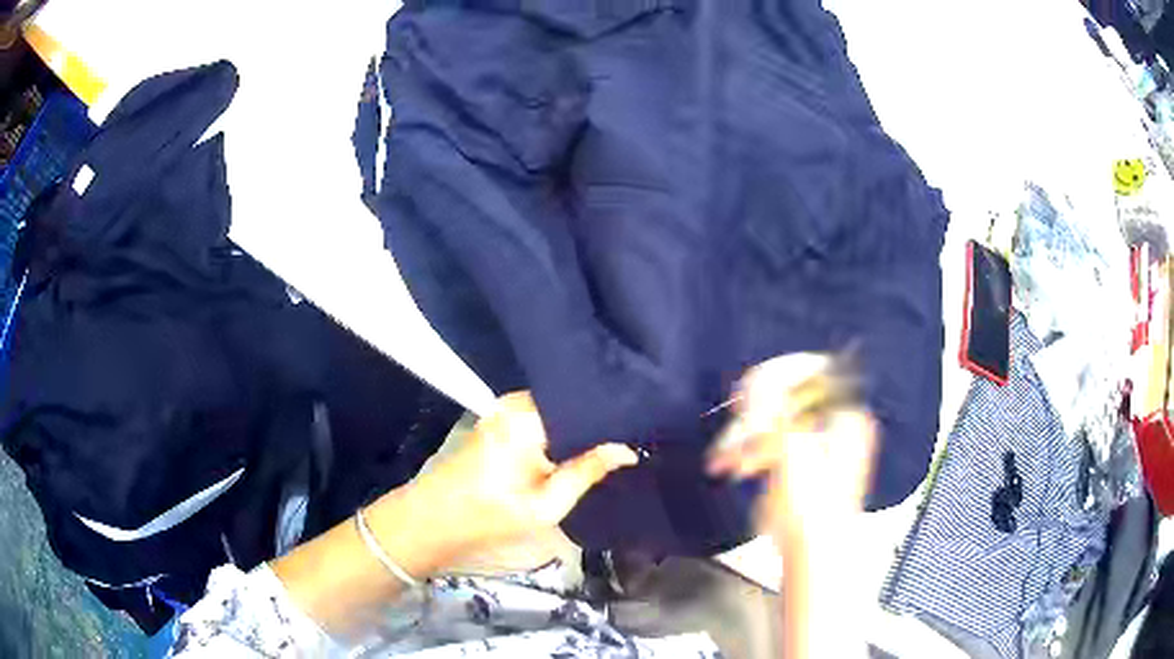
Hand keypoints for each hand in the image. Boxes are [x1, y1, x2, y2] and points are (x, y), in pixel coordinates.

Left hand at [378, 392, 637, 576]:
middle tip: (635, 436)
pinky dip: (560, 433)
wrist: (433, 521)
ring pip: (557, 412)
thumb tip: (628, 449)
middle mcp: (516, 402)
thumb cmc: (491, 515)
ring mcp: (504, 409)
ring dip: (579, 429)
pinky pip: (541, 419)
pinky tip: (580, 447)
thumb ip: (588, 470)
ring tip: (616, 440)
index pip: (585, 402)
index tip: (644, 426)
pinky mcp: (499, 421)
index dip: (615, 416)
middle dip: (599, 422)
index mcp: (528, 415)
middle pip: (571, 403)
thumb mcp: (548, 504)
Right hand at [707, 354, 876, 548]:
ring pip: (778, 421)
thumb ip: (774, 412)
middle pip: (791, 397)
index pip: (813, 371)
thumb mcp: (791, 454)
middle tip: (731, 437)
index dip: (776, 376)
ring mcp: (824, 442)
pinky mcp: (807, 462)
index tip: (745, 393)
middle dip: (754, 417)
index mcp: (846, 415)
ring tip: (724, 462)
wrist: (813, 557)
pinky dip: (754, 451)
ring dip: (747, 438)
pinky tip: (737, 467)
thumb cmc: (811, 511)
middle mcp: (838, 423)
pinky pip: (777, 441)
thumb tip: (756, 378)